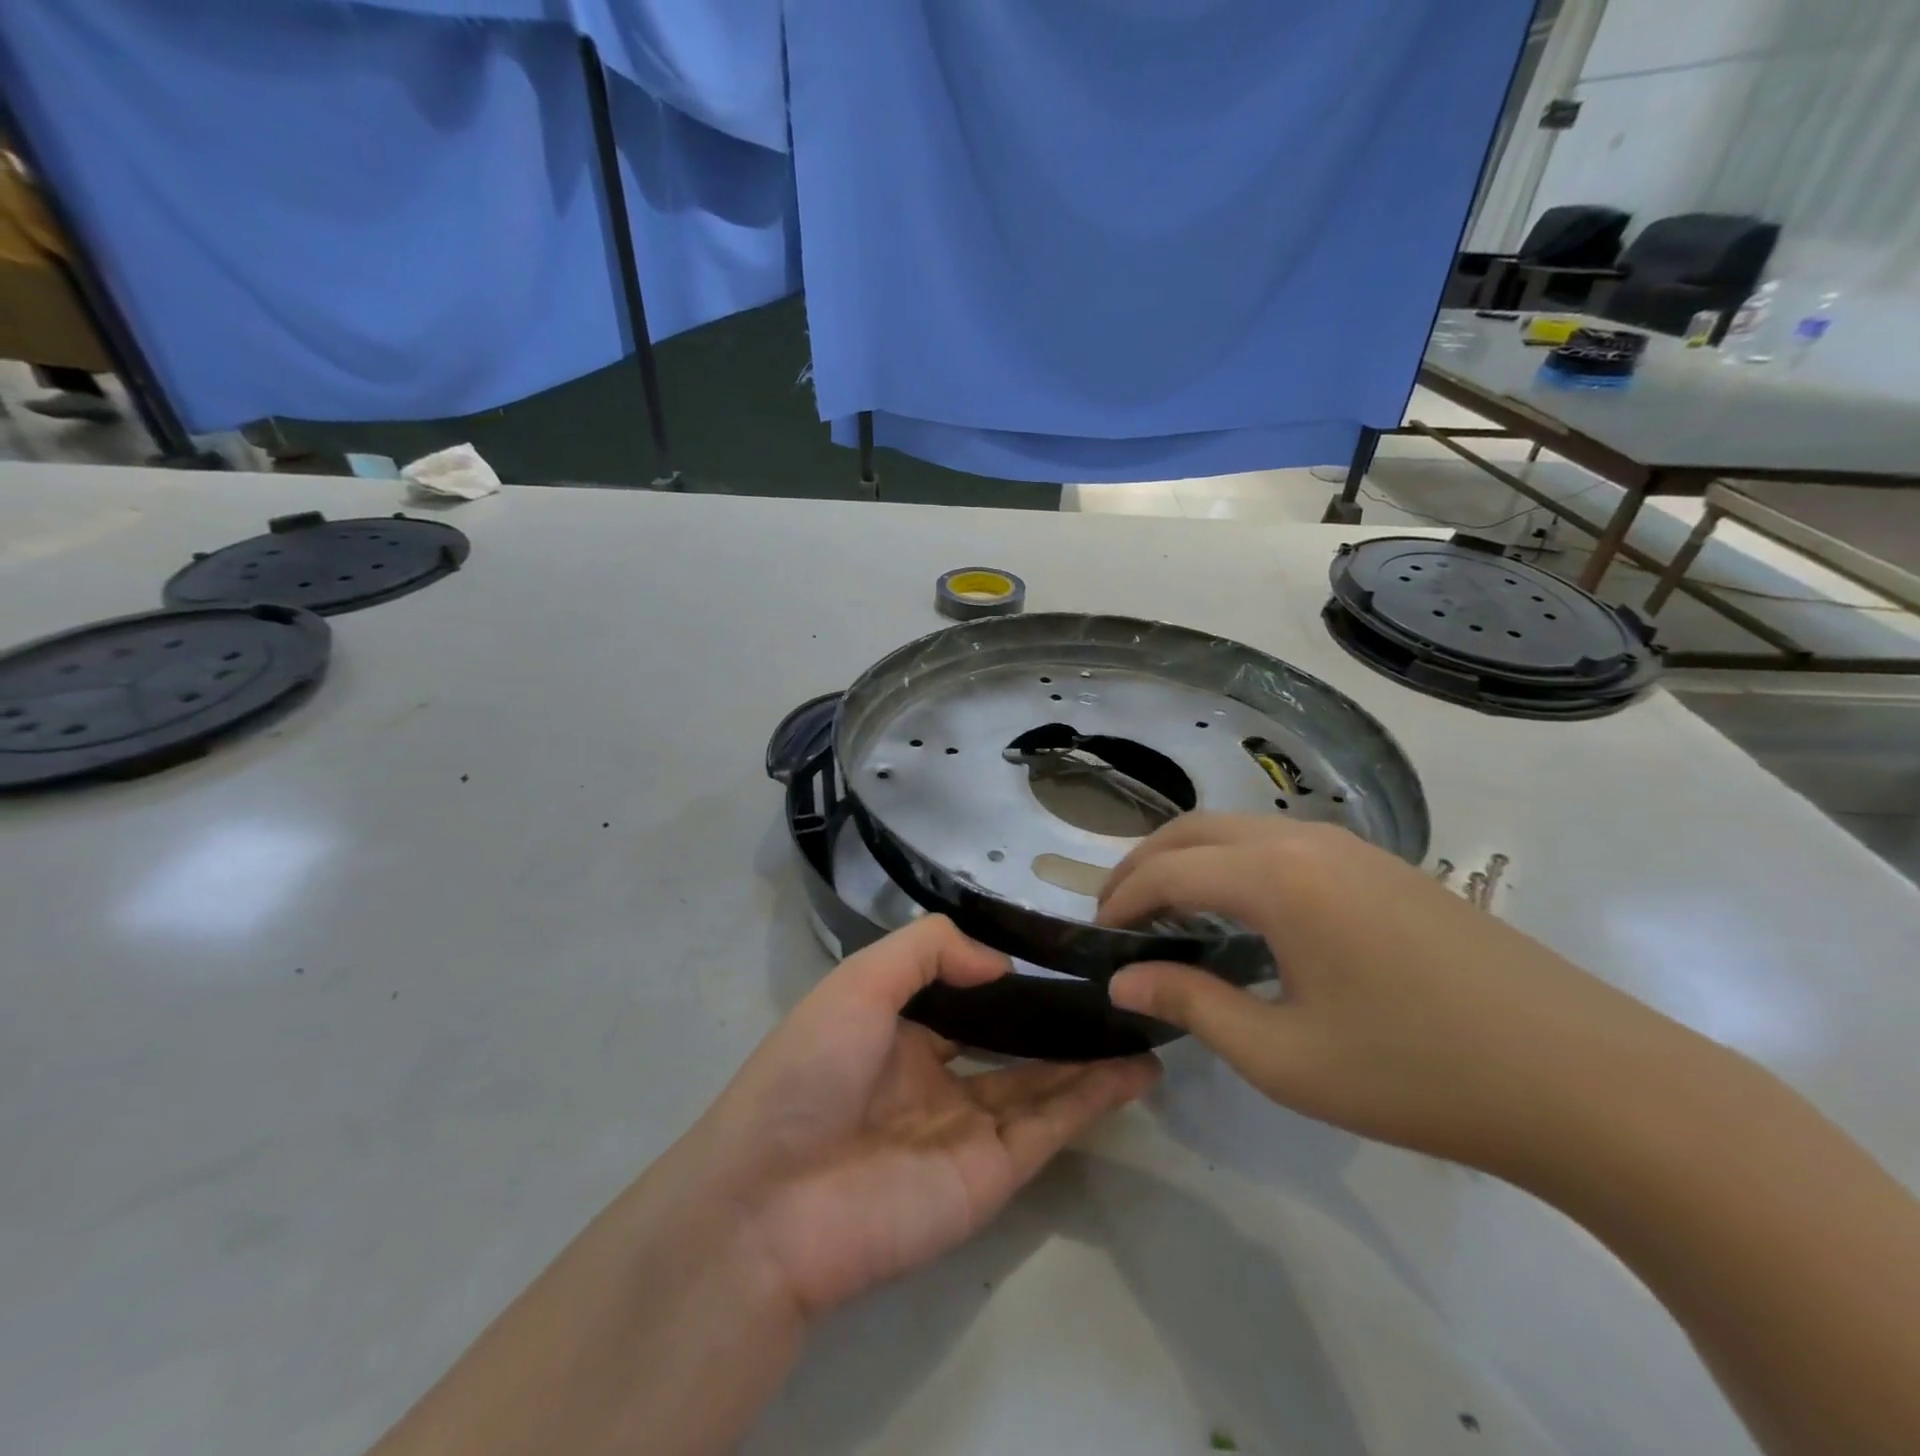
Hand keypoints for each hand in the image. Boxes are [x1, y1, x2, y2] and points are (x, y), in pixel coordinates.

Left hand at [688, 916, 1158, 1316]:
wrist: (769, 1201)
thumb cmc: (808, 1071)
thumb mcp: (858, 981)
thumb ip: (928, 950)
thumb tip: (1001, 962)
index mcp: (899, 1032)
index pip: (966, 998)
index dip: (1008, 976)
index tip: (1057, 952)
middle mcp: (936, 1077)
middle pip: (1013, 1043)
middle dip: (1059, 1020)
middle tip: (1114, 991)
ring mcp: (967, 1128)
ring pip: (1043, 1084)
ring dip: (1091, 1058)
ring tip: (1141, 1026)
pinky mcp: (991, 1174)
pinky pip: (1050, 1126)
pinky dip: (1092, 1099)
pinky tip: (1132, 1070)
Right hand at [1096, 814, 1691, 1177]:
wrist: (1588, 1081)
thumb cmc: (1417, 1071)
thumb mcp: (1284, 1055)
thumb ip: (1192, 1005)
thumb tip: (1122, 981)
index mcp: (1276, 876)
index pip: (1168, 869)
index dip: (1120, 898)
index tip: (1095, 935)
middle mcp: (1306, 840)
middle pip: (1196, 830)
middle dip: (1143, 864)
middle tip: (1117, 915)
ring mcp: (1352, 847)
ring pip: (1239, 830)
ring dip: (1190, 859)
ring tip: (1168, 913)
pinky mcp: (1383, 867)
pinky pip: (1281, 844)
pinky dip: (1235, 864)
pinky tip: (1242, 914)